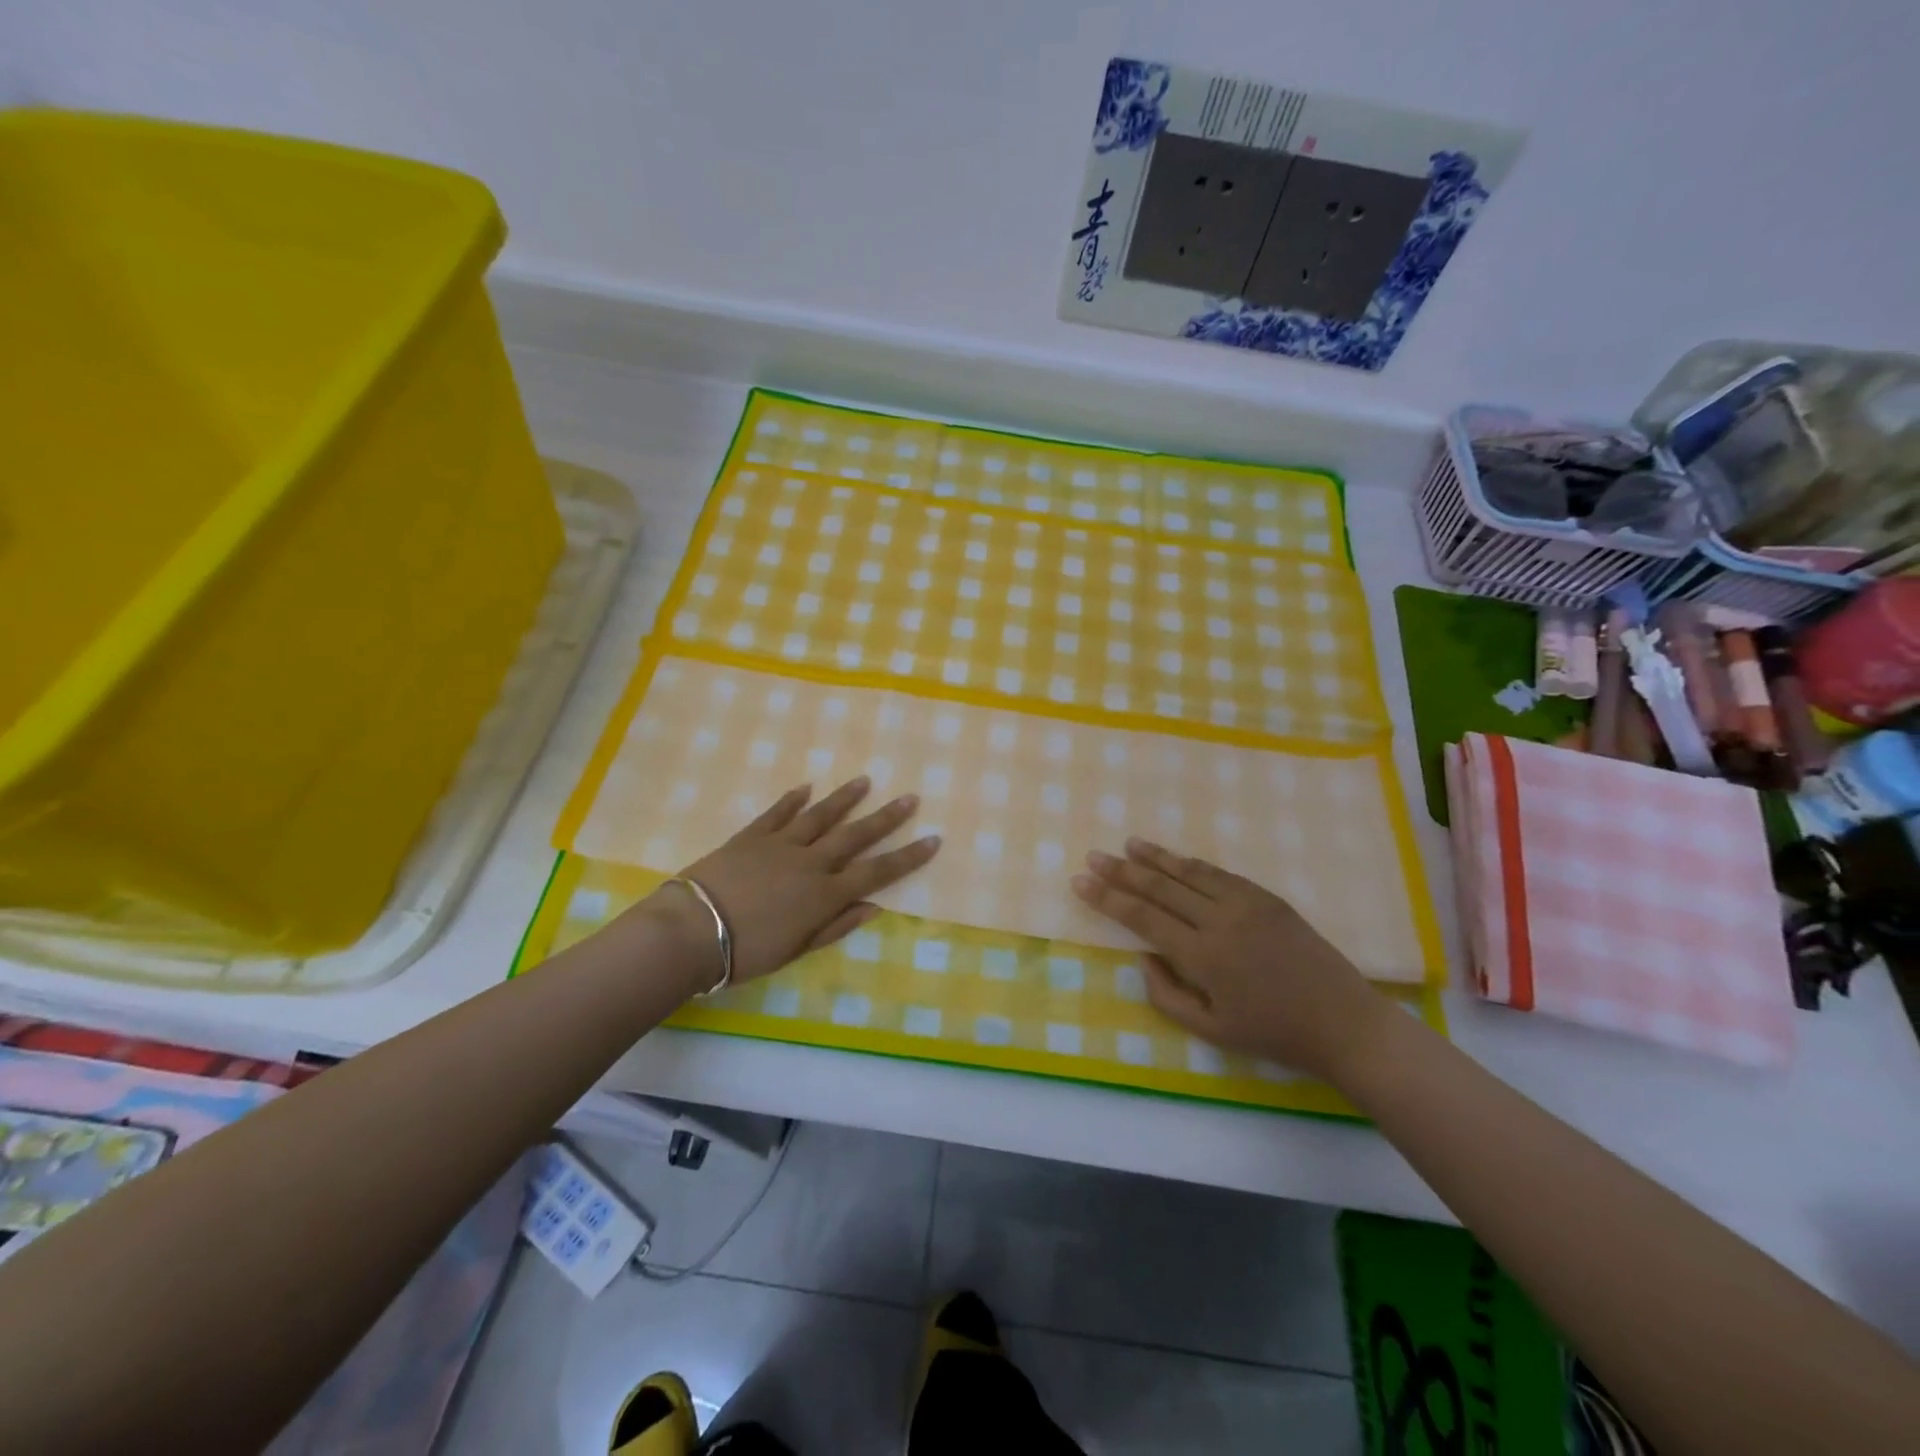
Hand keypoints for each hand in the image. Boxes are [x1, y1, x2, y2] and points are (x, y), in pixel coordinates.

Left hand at [640, 777, 939, 990]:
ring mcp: (781, 844)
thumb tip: (874, 905)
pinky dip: (792, 799)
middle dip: (886, 818)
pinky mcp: (752, 836)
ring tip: (865, 781)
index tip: (933, 839)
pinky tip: (806, 787)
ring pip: (820, 816)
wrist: (693, 930)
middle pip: (856, 835)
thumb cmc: (748, 951)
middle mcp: (811, 862)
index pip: (878, 872)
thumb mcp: (798, 949)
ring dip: (845, 799)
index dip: (908, 856)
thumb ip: (837, 924)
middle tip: (910, 797)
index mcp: (825, 894)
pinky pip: (777, 813)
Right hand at [1070, 838, 1390, 1084]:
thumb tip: (1144, 957)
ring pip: (1190, 873)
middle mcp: (1221, 921)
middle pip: (1160, 888)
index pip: (1142, 918)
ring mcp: (1247, 904)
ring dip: (1156, 858)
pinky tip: (1175, 859)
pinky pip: (1220, 874)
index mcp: (1204, 956)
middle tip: (1094, 856)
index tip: (1080, 881)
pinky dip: (1191, 865)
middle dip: (1122, 871)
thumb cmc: (1275, 1034)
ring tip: (1128, 844)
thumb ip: (1167, 995)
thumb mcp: (1212, 1031)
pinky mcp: (1268, 899)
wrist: (1344, 1023)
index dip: (1108, 898)